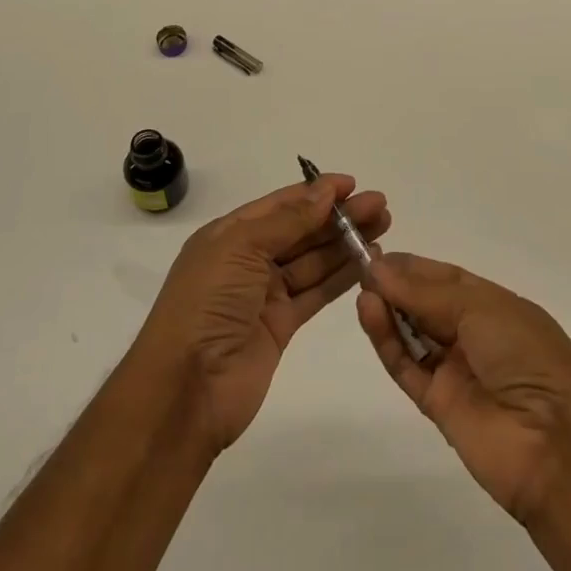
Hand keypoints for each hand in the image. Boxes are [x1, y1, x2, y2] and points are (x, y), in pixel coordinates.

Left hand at [133, 176, 389, 454]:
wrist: (187, 387)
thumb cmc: (208, 302)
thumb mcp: (241, 247)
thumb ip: (287, 220)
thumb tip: (324, 191)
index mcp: (229, 234)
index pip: (280, 205)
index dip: (315, 192)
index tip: (352, 183)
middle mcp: (247, 259)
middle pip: (301, 230)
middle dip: (338, 216)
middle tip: (380, 205)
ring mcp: (264, 294)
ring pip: (313, 260)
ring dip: (345, 243)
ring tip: (383, 226)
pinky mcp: (281, 325)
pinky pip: (315, 293)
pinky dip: (341, 277)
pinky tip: (367, 263)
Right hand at [358, 253, 570, 523]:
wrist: (556, 447)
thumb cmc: (527, 357)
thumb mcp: (481, 309)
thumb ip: (425, 293)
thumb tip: (379, 268)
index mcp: (497, 307)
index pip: (447, 279)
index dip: (413, 267)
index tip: (377, 253)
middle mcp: (476, 336)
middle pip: (427, 305)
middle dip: (396, 285)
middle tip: (361, 267)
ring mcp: (457, 372)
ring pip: (413, 334)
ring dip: (388, 310)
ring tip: (360, 288)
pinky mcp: (439, 406)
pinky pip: (407, 367)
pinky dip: (386, 341)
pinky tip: (368, 313)